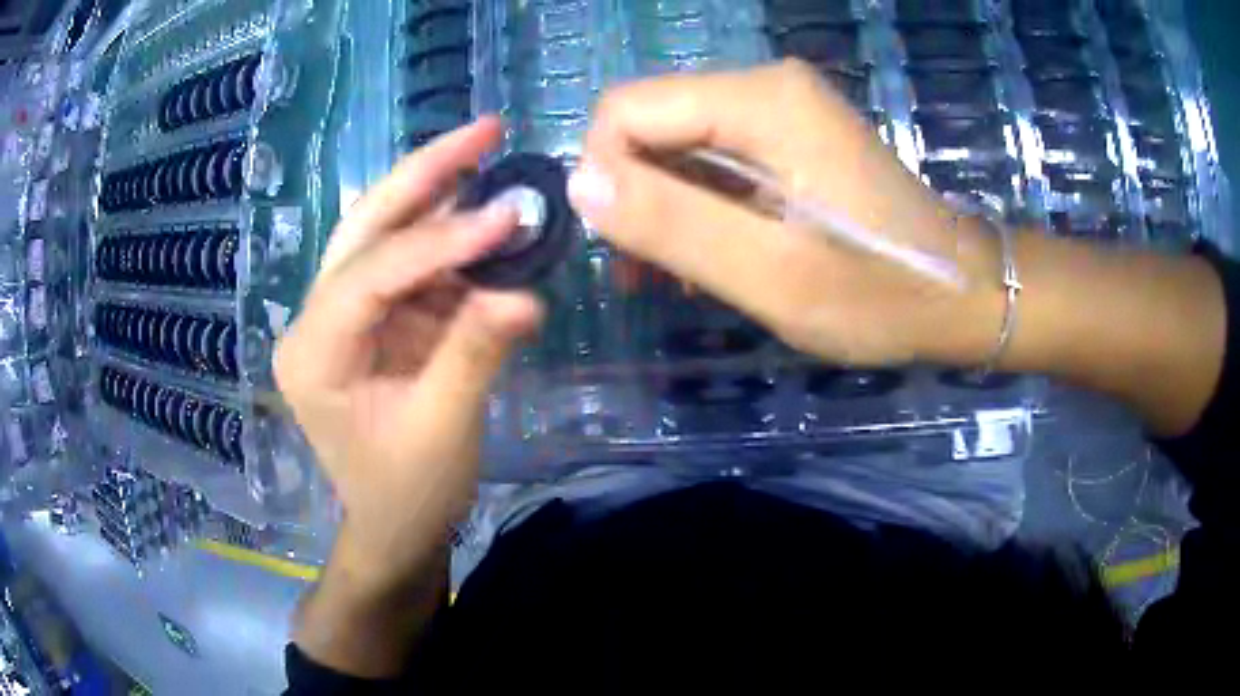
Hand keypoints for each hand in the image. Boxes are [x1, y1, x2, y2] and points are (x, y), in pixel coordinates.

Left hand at [276, 117, 542, 589]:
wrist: (395, 527)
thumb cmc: (408, 494)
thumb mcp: (443, 431)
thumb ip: (476, 353)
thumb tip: (527, 292)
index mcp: (312, 353)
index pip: (370, 275)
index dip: (439, 242)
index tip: (505, 217)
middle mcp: (314, 320)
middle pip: (365, 228)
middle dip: (424, 174)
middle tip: (485, 130)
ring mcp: (341, 315)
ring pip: (384, 234)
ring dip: (437, 193)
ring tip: (488, 152)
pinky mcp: (371, 320)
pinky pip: (408, 264)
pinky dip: (448, 237)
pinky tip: (483, 213)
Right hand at [569, 60, 1003, 366]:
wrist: (961, 293)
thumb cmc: (881, 294)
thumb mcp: (774, 275)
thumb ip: (674, 223)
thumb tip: (580, 184)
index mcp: (760, 101)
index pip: (626, 109)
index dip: (606, 175)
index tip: (630, 248)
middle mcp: (764, 86)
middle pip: (651, 121)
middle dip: (633, 194)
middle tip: (651, 272)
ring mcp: (781, 109)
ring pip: (677, 142)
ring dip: (662, 206)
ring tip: (675, 275)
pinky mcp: (791, 135)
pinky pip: (713, 157)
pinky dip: (697, 204)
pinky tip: (709, 255)